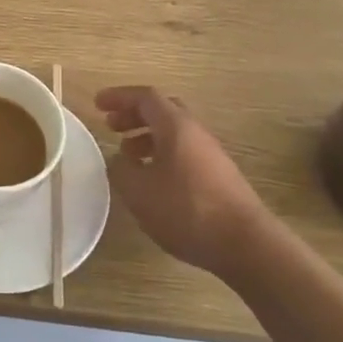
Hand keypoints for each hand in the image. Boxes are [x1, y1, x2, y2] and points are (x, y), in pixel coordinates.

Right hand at [95, 86, 281, 280]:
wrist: (244, 244)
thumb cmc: (186, 210)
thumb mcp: (138, 191)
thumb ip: (121, 169)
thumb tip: (118, 160)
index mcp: (176, 127)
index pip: (145, 97)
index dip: (119, 97)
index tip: (98, 104)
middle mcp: (196, 133)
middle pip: (163, 111)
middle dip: (134, 115)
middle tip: (111, 127)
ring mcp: (211, 155)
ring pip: (175, 134)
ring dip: (147, 137)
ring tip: (127, 156)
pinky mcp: (219, 177)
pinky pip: (184, 153)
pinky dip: (162, 155)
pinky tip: (152, 180)